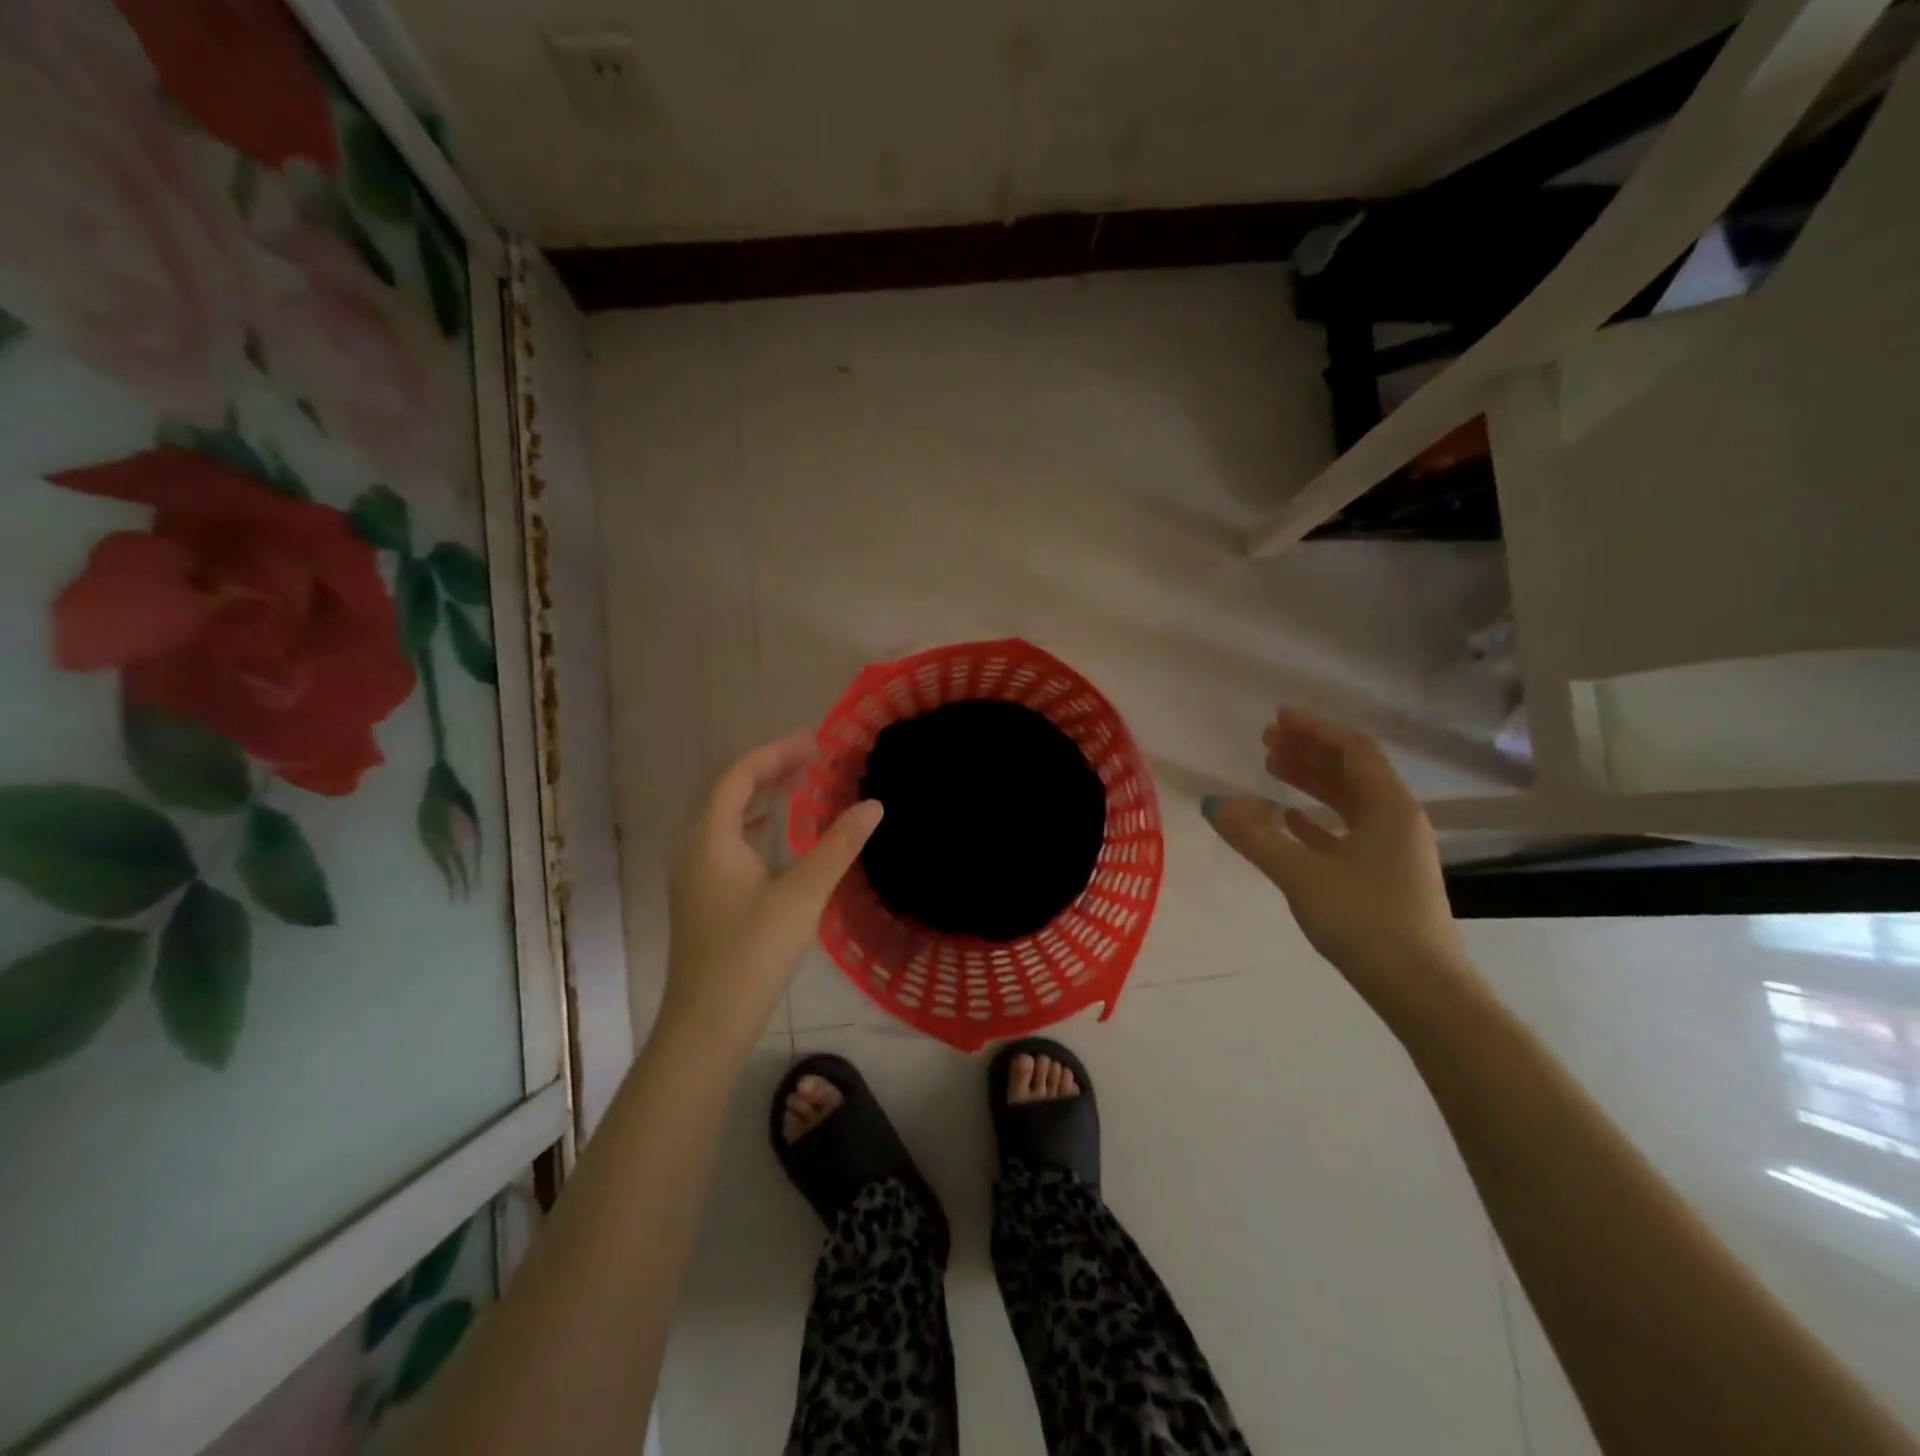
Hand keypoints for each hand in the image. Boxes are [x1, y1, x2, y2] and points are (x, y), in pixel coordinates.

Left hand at [664, 732, 882, 1047]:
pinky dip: (752, 825)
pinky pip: (725, 841)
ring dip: (760, 796)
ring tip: (798, 787)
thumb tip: (873, 806)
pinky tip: (773, 837)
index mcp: (711, 839)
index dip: (776, 753)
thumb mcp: (803, 894)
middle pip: (729, 792)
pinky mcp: (700, 898)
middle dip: (770, 769)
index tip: (815, 743)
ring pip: (724, 818)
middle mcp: (694, 849)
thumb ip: (838, 846)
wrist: (707, 1023)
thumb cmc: (753, 953)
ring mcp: (693, 875)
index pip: (739, 776)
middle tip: (813, 760)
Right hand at [1203, 709, 1471, 1009]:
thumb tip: (1214, 804)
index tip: (1277, 718)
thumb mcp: (1302, 876)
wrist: (1421, 989)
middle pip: (1352, 771)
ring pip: (1349, 801)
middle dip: (1309, 752)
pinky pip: (1348, 831)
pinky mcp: (1384, 876)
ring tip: (1271, 769)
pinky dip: (1318, 818)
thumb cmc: (1366, 922)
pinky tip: (1291, 819)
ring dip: (1312, 782)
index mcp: (1389, 808)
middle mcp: (1396, 820)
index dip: (1315, 730)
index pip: (1353, 751)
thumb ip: (1256, 838)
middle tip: (1267, 740)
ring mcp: (1393, 849)